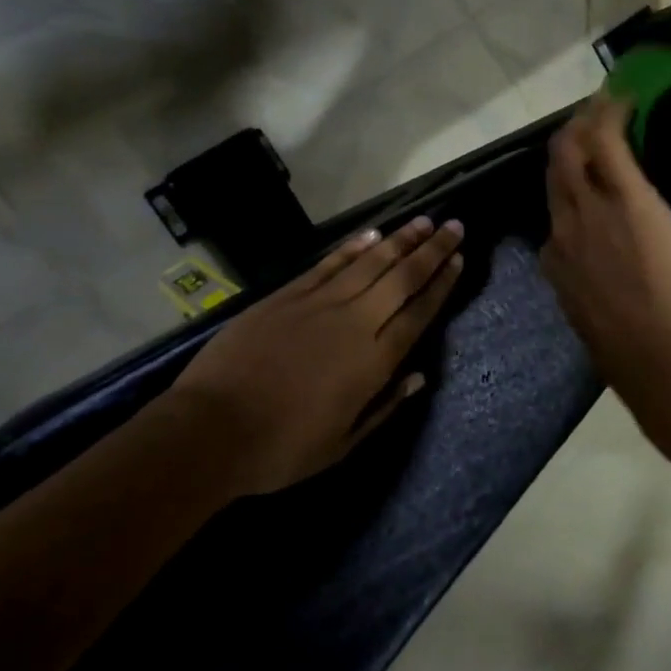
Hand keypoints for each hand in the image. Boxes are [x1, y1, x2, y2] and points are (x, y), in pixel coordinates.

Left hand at [173, 217, 464, 496]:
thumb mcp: (342, 443)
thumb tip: (419, 375)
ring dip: (400, 240)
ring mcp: (319, 304)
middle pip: (402, 278)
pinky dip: (353, 247)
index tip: (459, 259)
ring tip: (423, 221)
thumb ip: (385, 405)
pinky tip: (372, 234)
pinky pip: (329, 264)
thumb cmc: (281, 449)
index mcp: (373, 362)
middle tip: (454, 226)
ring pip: (370, 262)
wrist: (210, 431)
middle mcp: (355, 323)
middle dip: (432, 250)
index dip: (442, 284)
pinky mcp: (287, 295)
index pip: (419, 313)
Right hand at [540, 92, 670, 415]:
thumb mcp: (601, 325)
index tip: (583, 181)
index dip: (567, 193)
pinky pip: (607, 142)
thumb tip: (611, 291)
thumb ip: (596, 298)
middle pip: (554, 175)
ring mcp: (591, 209)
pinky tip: (622, 99)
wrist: (662, 359)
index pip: (555, 216)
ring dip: (582, 126)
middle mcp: (564, 230)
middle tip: (583, 126)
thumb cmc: (639, 356)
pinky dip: (610, 116)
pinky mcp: (626, 194)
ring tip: (599, 108)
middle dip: (565, 146)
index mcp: (559, 266)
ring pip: (571, 152)